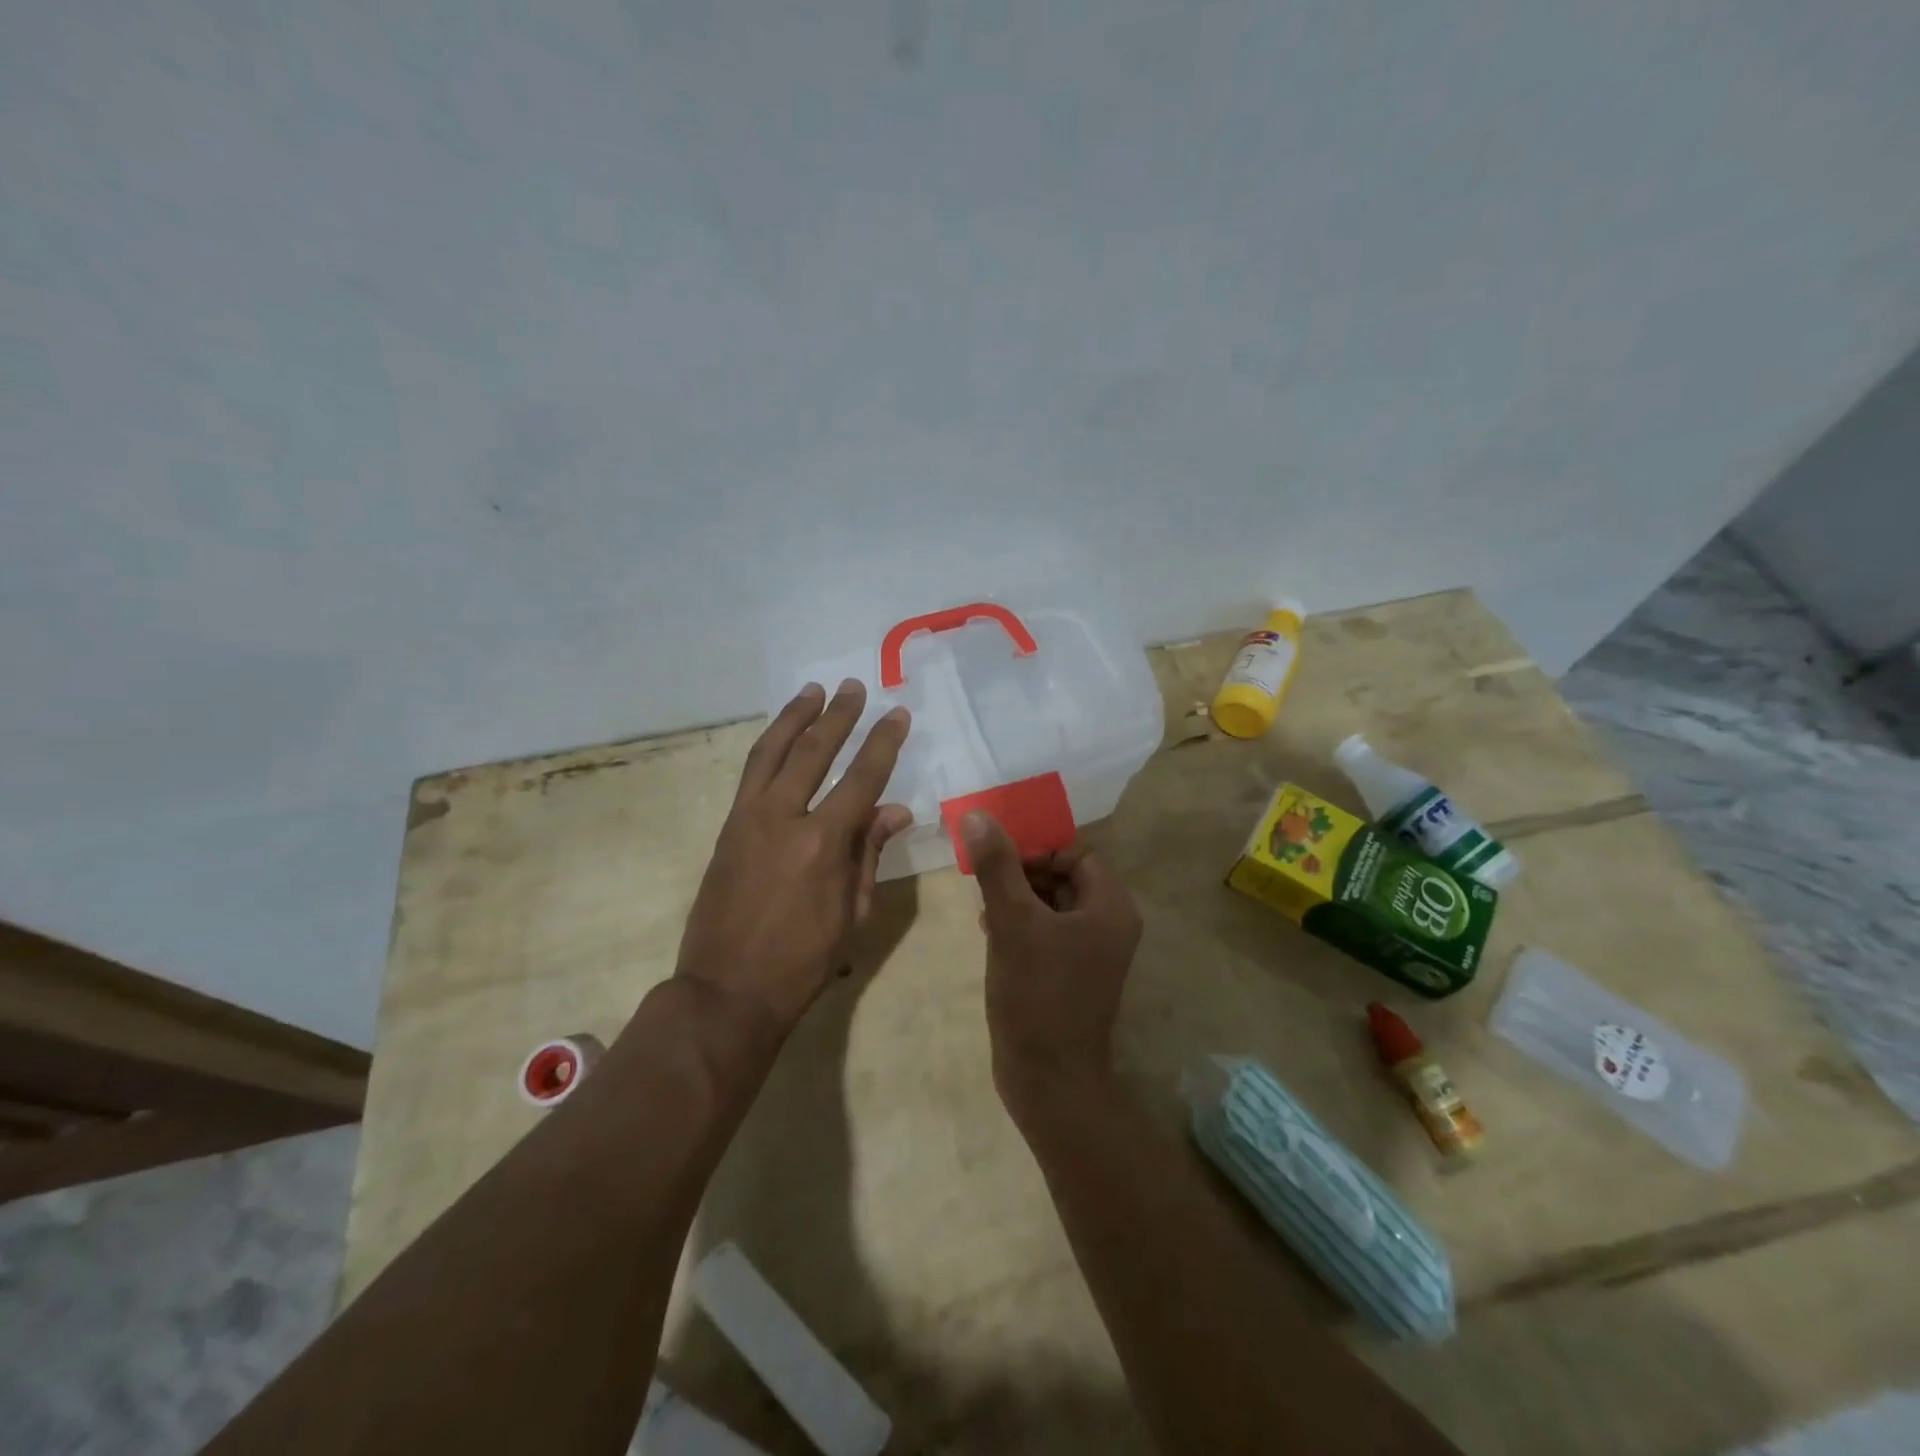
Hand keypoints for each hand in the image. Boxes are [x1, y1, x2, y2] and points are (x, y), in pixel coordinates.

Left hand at [675, 680, 911, 1038]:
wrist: (727, 990)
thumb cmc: (802, 961)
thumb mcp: (852, 913)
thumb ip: (870, 854)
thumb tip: (896, 810)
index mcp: (823, 842)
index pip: (862, 778)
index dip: (883, 743)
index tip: (897, 714)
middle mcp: (783, 817)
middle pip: (812, 751)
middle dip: (837, 716)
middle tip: (854, 688)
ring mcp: (748, 819)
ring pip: (771, 752)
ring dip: (794, 718)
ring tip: (812, 691)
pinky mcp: (727, 828)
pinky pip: (750, 774)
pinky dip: (768, 746)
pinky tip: (780, 737)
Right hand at [962, 811, 1142, 1115]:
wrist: (1048, 1080)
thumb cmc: (1037, 994)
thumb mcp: (1012, 922)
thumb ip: (997, 866)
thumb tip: (977, 815)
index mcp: (1110, 906)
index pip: (1078, 853)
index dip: (1039, 848)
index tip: (1000, 858)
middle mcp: (1108, 924)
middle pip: (1065, 876)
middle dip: (1023, 872)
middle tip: (985, 880)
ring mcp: (1091, 952)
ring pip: (1052, 904)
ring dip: (1017, 897)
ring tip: (983, 906)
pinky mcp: (1071, 974)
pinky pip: (1048, 931)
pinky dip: (1021, 923)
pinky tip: (989, 930)